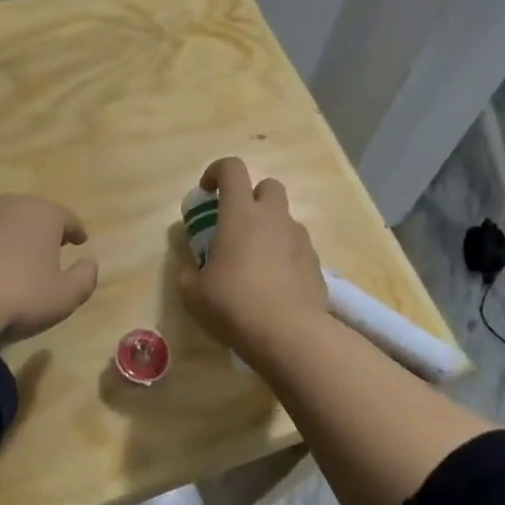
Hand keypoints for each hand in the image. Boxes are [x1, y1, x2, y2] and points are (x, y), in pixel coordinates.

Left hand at [0, 195, 99, 345]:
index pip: (66, 217)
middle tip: (46, 248)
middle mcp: (9, 206)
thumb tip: (90, 263)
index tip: (80, 240)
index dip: (75, 230)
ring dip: (7, 237)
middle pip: (31, 214)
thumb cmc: (18, 297)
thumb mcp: (64, 297)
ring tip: (9, 261)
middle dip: (40, 229)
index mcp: (43, 215)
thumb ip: (85, 278)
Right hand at [178, 158, 328, 359]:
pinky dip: (285, 256)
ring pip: (285, 218)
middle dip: (252, 197)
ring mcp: (300, 240)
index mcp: (240, 214)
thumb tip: (189, 271)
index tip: (206, 191)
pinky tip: (274, 284)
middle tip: (236, 224)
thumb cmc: (233, 304)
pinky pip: (298, 248)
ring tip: (255, 261)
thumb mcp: (193, 293)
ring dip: (269, 229)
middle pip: (268, 186)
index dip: (217, 171)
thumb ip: (188, 274)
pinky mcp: (316, 264)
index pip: (232, 169)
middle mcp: (273, 218)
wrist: (289, 334)